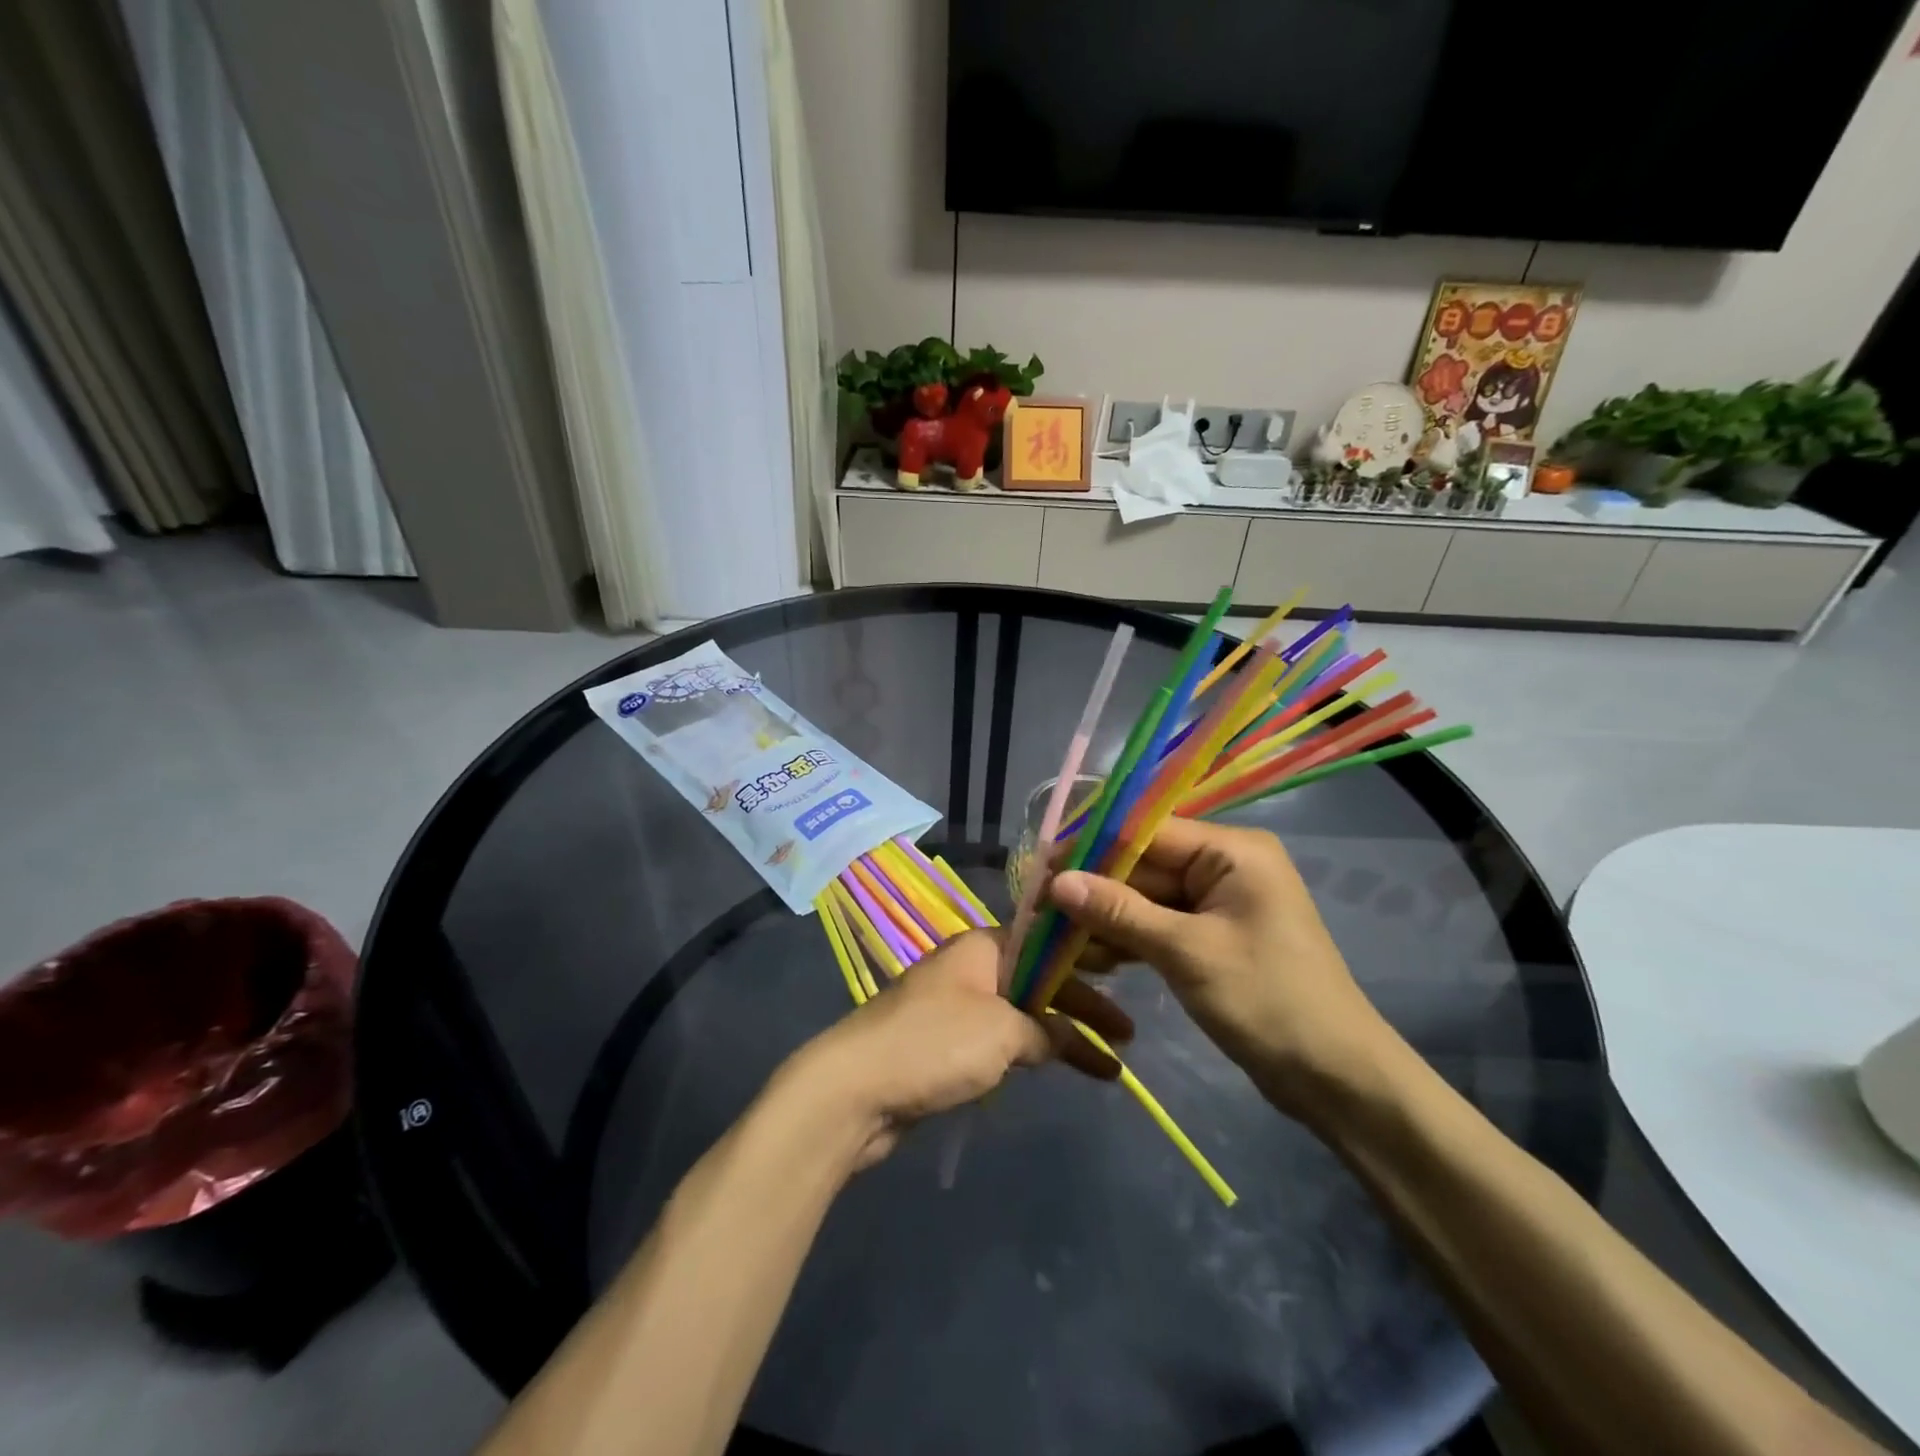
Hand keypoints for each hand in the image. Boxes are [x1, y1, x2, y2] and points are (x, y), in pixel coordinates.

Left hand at [784, 930, 1134, 1168]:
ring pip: (1022, 1013)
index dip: (1085, 960)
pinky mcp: (944, 1044)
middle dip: (1083, 1007)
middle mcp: (971, 968)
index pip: (1046, 942)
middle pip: (1038, 980)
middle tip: (1128, 1036)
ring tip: (1107, 1065)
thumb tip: (1060, 1040)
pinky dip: (1030, 1051)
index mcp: (983, 947)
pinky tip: (1055, 1068)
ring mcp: (955, 1006)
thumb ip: (1042, 1031)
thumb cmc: (934, 1044)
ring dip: (1061, 1036)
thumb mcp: (1002, 1032)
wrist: (856, 1089)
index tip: (1123, 977)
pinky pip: (1000, 1040)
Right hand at [1047, 818, 1393, 1120]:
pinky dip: (1128, 938)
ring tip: (1056, 937)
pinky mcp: (1212, 936)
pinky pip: (1160, 924)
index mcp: (1232, 851)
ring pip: (1146, 897)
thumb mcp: (1186, 953)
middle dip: (1095, 887)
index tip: (1042, 867)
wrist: (1337, 1079)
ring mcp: (1219, 903)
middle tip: (1040, 909)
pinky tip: (1090, 955)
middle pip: (1144, 864)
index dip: (1092, 848)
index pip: (1147, 832)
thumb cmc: (1268, 1001)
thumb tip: (1057, 882)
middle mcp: (1225, 865)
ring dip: (1106, 916)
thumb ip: (1120, 911)